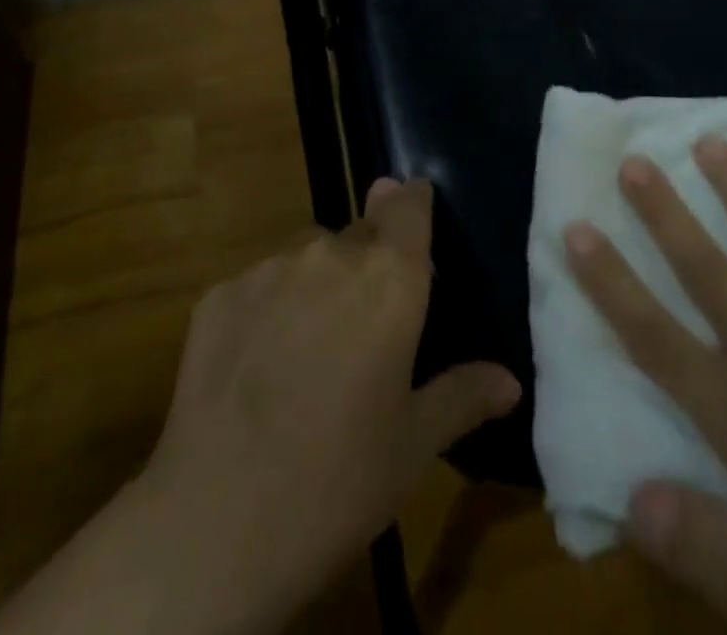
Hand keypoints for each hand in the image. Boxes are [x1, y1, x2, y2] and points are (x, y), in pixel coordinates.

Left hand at [0, 177, 520, 634]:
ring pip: (307, 256)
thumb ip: (463, 396)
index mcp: (389, 279)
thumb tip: (509, 381)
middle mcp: (330, 254)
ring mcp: (268, 269)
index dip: (412, 201)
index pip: (408, 204)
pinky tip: (259, 367)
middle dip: (369, 262)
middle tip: (366, 322)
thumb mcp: (413, 446)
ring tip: (310, 349)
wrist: (216, 524)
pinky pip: (259, 285)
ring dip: (318, 283)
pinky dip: (268, 309)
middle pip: (360, 232)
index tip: (415, 207)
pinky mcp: (219, 294)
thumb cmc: (338, 482)